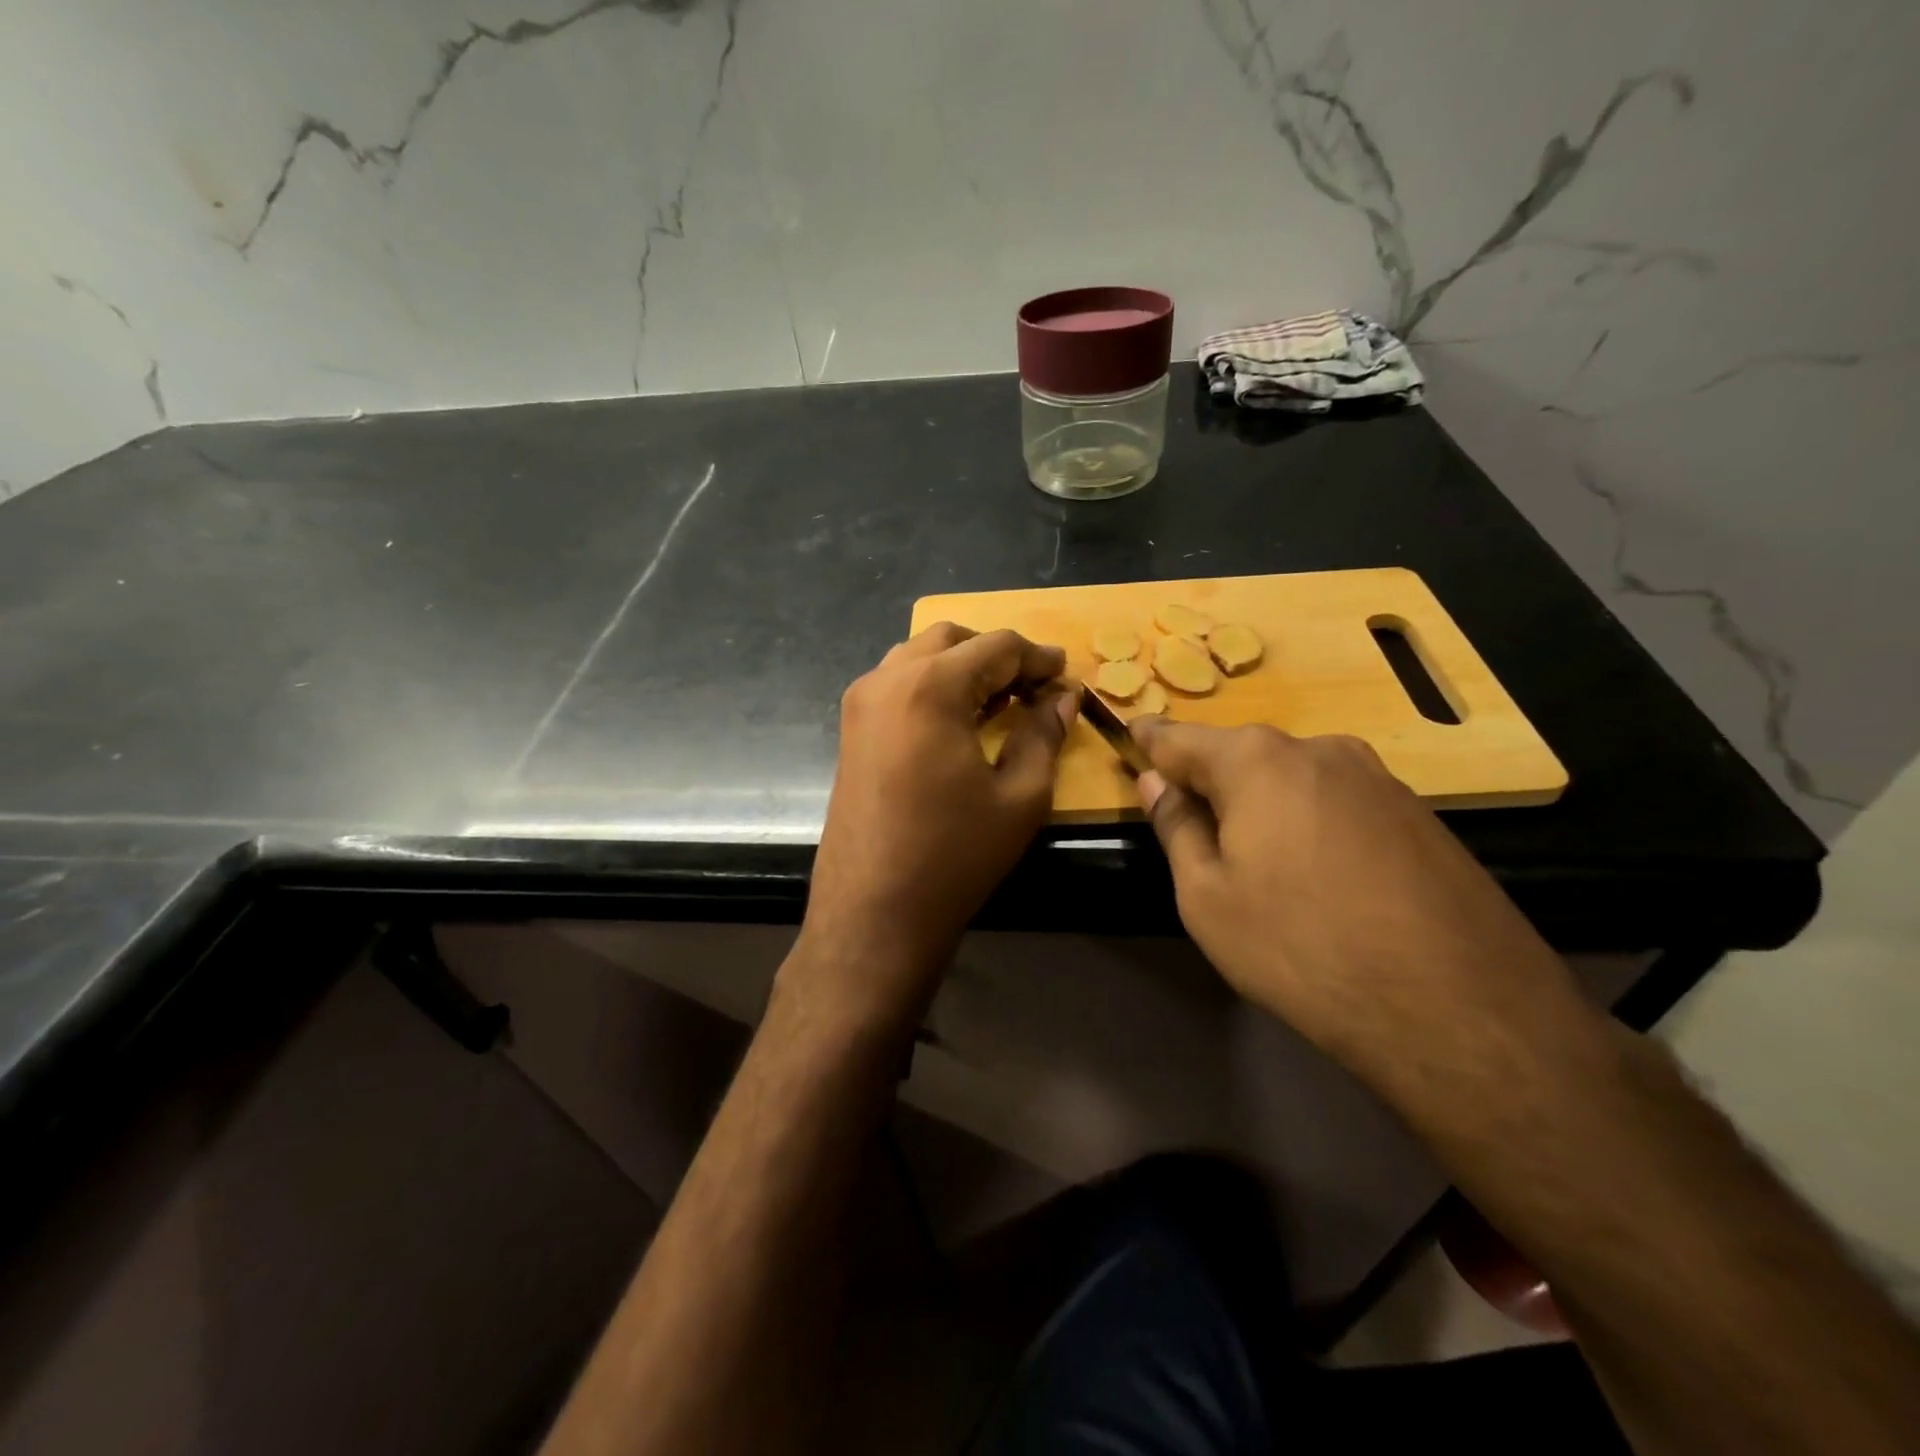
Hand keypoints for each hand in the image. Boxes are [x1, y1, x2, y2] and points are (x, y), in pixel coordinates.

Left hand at [797, 623, 1076, 1025]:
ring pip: (919, 657)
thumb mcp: (1019, 796)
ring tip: (999, 701)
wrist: (874, 910)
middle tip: (1034, 687)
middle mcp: (887, 679)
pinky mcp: (850, 729)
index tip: (1065, 675)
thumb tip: (1062, 699)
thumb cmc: (954, 854)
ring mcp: (861, 703)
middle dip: (997, 655)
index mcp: (931, 686)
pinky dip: (933, 686)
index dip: (1037, 657)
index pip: (996, 646)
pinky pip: (898, 684)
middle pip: (951, 640)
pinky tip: (959, 720)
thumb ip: (1044, 734)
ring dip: (962, 667)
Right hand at [1129, 718, 1576, 1082]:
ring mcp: (1378, 779)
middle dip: (1211, 781)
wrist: (1459, 1008)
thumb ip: (1176, 827)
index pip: (1180, 738)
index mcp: (1257, 761)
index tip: (1130, 738)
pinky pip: (1340, 804)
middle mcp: (1319, 749)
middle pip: (1242, 755)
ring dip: (1265, 805)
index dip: (1150, 741)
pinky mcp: (1420, 814)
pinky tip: (1322, 880)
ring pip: (1294, 780)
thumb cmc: (1301, 947)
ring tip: (1261, 864)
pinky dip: (1313, 824)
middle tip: (1193, 825)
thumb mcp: (1208, 898)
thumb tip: (1155, 783)